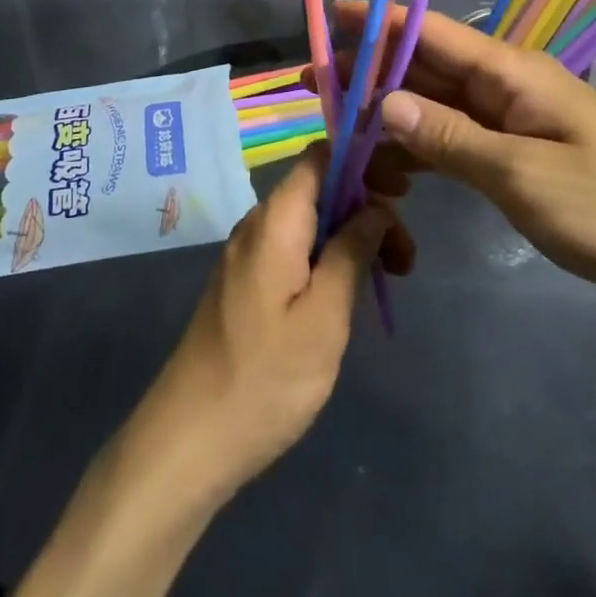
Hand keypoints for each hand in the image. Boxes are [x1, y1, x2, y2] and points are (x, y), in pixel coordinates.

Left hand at [128, 144, 408, 503]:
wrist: (189, 440)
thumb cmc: (264, 378)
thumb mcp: (324, 317)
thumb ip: (351, 252)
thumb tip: (376, 207)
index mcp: (277, 219)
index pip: (321, 156)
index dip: (364, 160)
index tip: (402, 192)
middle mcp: (259, 223)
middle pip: (321, 189)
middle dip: (368, 209)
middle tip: (406, 257)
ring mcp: (249, 253)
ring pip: (311, 221)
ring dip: (353, 237)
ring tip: (390, 277)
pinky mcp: (246, 282)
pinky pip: (295, 248)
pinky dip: (329, 258)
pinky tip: (350, 293)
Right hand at [335, 2, 595, 324]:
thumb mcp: (523, 176)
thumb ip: (449, 138)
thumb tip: (382, 103)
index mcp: (510, 71)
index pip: (429, 30)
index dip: (376, 20)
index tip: (326, 18)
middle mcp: (505, 84)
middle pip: (426, 64)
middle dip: (370, 70)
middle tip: (315, 85)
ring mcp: (512, 119)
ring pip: (436, 102)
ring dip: (390, 112)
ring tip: (339, 128)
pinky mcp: (517, 154)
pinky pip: (456, 138)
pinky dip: (421, 147)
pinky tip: (389, 168)